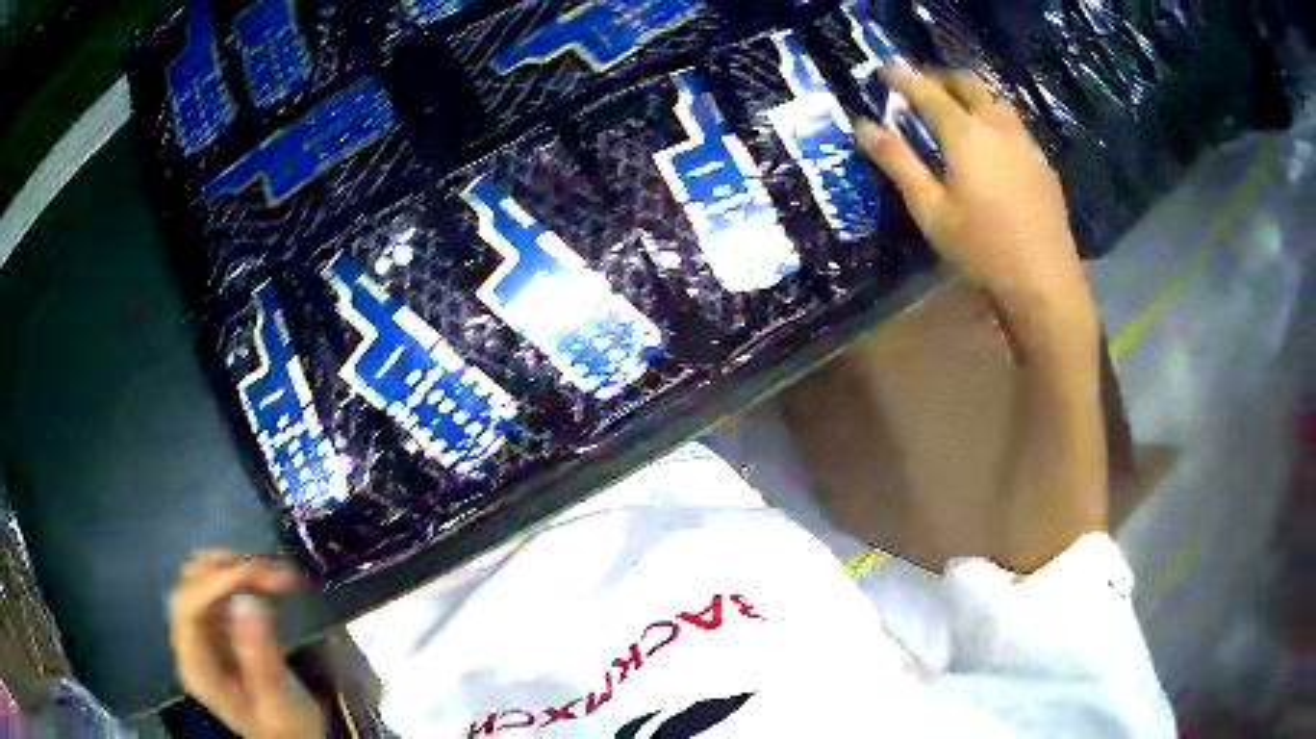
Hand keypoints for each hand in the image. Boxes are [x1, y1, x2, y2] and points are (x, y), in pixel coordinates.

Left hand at [168, 550, 325, 737]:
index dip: (214, 583)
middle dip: (228, 569)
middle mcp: (191, 643)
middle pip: (191, 586)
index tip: (255, 573)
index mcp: (198, 669)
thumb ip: (261, 660)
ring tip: (277, 573)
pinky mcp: (217, 626)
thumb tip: (246, 601)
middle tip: (275, 572)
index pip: (187, 609)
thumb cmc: (288, 729)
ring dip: (236, 567)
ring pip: (202, 577)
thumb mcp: (280, 704)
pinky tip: (269, 580)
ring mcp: (202, 632)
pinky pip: (220, 586)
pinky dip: (243, 575)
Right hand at [856, 68, 1095, 333]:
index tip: (884, 69)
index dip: (902, 77)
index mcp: (965, 133)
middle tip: (922, 88)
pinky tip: (992, 145)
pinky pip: (1015, 125)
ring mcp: (1026, 143)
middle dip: (941, 78)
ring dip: (972, 95)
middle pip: (968, 83)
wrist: (1045, 282)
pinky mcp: (1043, 164)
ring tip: (957, 110)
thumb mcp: (930, 210)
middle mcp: (997, 126)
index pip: (927, 90)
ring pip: (996, 100)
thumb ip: (897, 162)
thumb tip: (862, 125)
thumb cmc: (981, 249)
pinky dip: (995, 119)